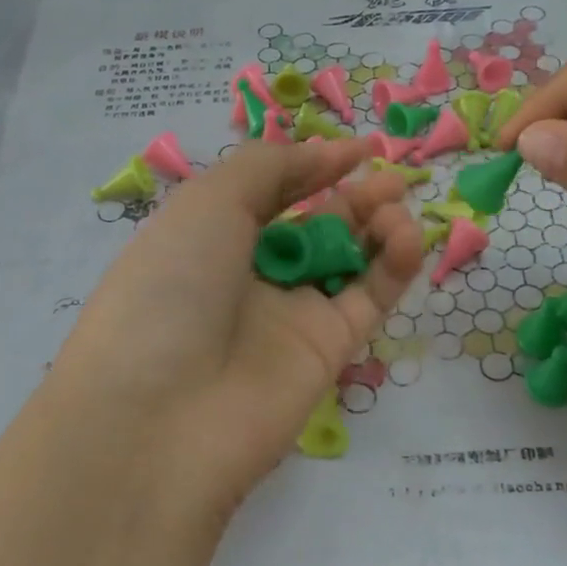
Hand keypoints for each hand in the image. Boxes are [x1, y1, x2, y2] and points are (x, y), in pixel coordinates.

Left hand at [47, 137, 423, 526]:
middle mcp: (249, 278)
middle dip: (353, 198)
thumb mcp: (206, 204)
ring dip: (377, 228)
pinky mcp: (327, 353)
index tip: (357, 149)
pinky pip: (367, 300)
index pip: (270, 195)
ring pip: (348, 263)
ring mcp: (290, 318)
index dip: (312, 168)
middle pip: (314, 227)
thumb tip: (325, 155)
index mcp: (209, 239)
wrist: (160, 416)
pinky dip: (392, 267)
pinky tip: (406, 238)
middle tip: (389, 179)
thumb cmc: (170, 288)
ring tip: (396, 209)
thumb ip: (268, 169)